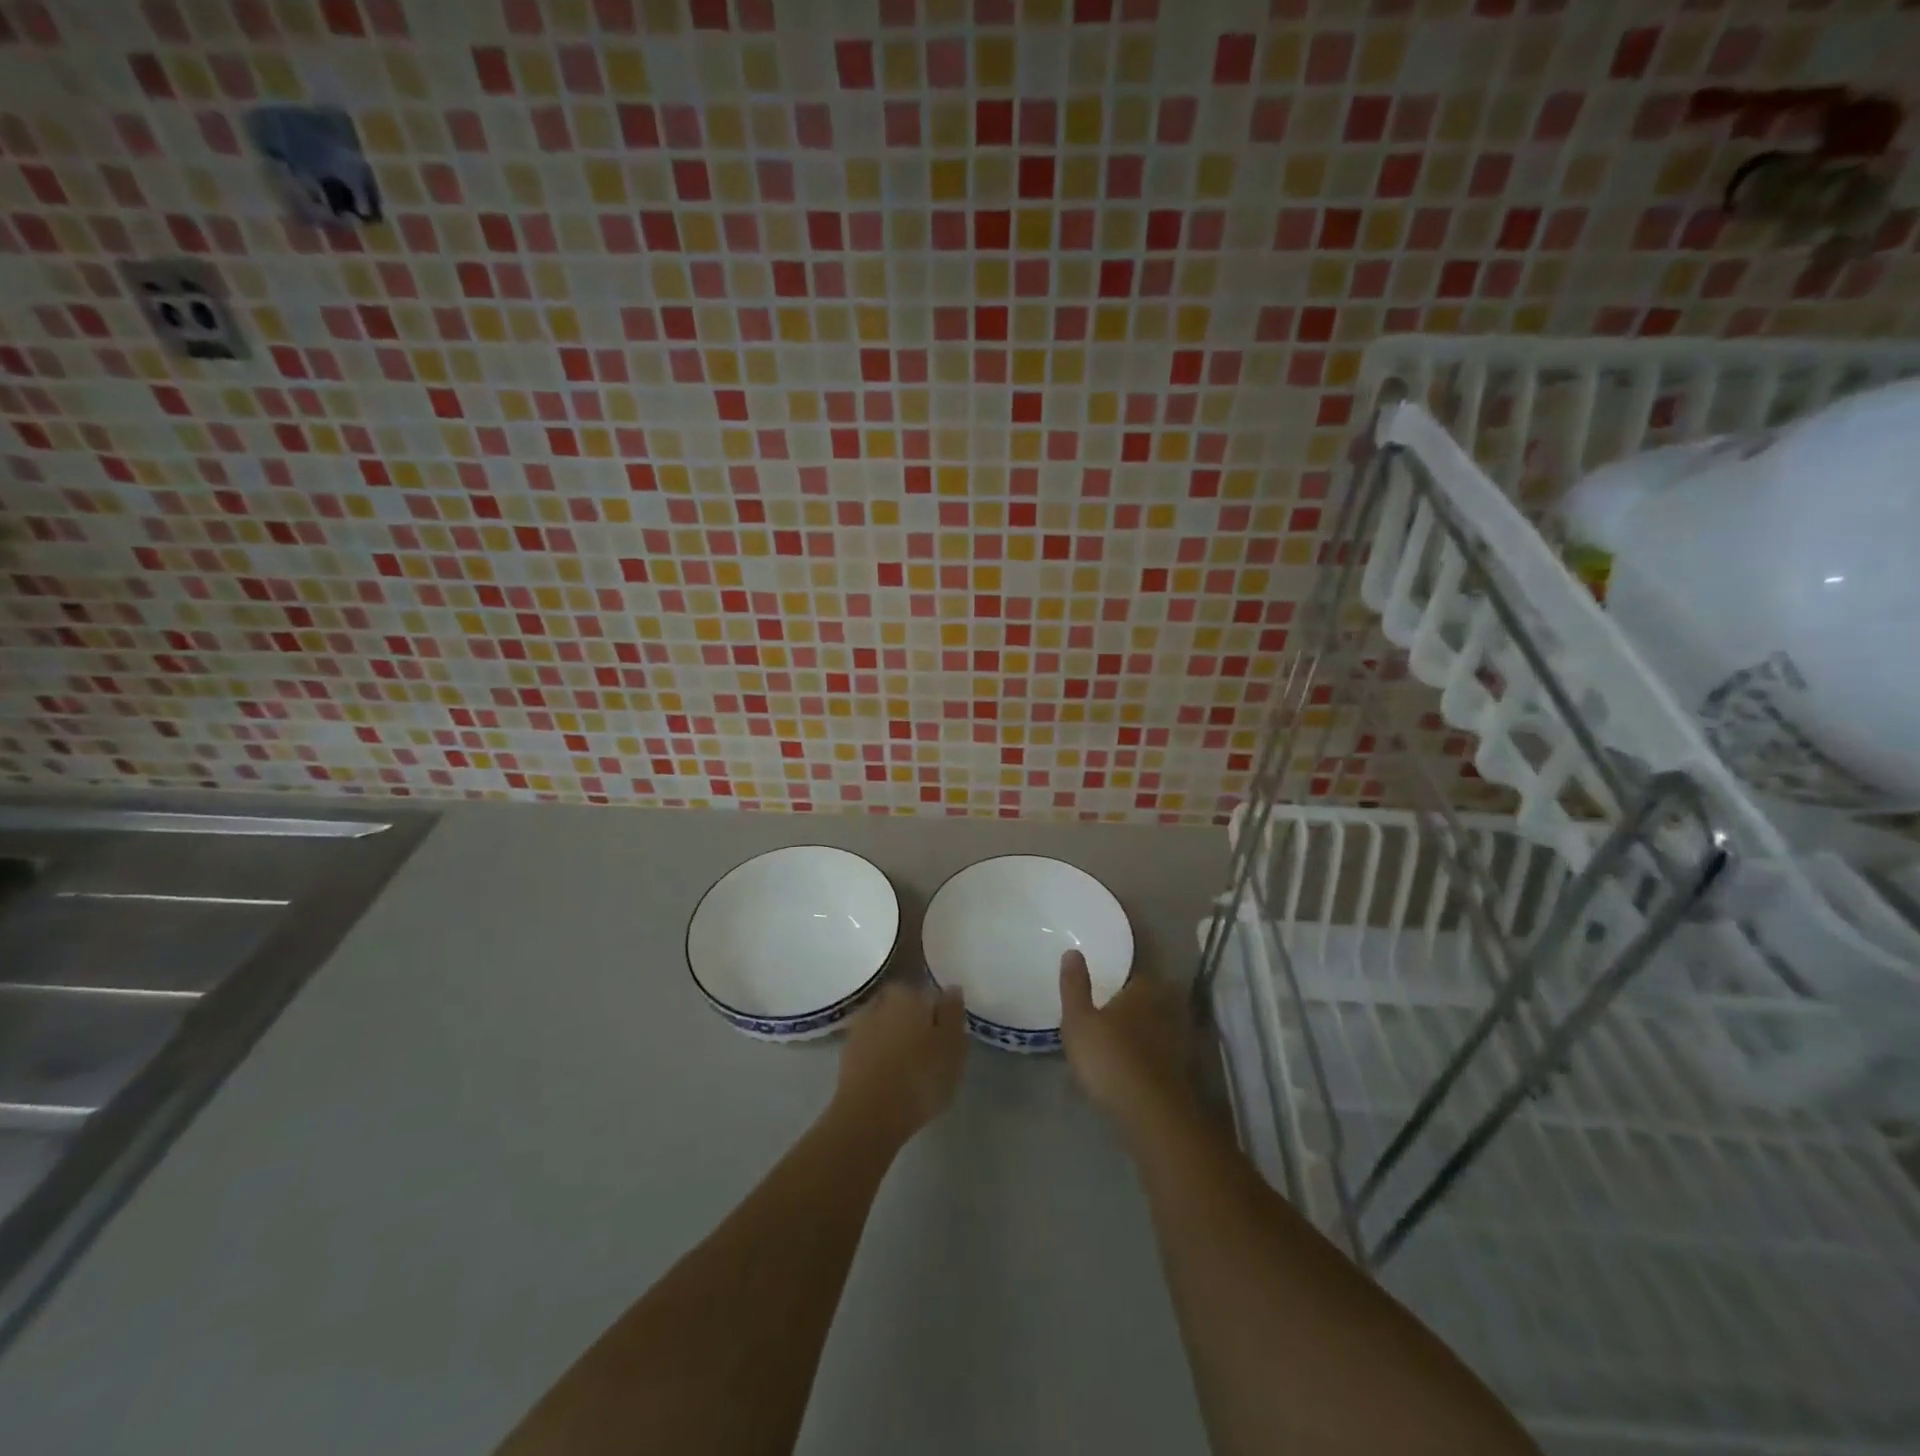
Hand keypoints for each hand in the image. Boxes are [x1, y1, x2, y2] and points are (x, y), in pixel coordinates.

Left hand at [832, 980, 966, 1145]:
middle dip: (917, 1023)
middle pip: (906, 1007)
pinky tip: (892, 1077)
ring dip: (898, 1039)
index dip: (941, 1015)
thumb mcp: (952, 1046)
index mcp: (908, 993)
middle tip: (931, 1052)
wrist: (868, 1116)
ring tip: (912, 1068)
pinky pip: (873, 1047)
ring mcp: (860, 1026)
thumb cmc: (919, 1078)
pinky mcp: (847, 1053)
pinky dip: (883, 1056)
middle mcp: (881, 1001)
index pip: (930, 994)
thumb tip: (951, 988)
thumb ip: (953, 1013)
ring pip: (888, 1026)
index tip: (948, 1036)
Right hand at [1059, 950, 1193, 1131]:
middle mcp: (1168, 1006)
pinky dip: (1152, 1053)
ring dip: (1145, 1029)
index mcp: (1145, 988)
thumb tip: (1073, 951)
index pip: (1135, 972)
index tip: (1107, 984)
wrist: (1152, 1113)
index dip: (1121, 978)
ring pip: (1160, 1024)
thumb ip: (1075, 985)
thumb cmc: (1110, 1057)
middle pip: (1151, 997)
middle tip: (1111, 1010)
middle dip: (1135, 1002)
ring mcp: (1180, 1039)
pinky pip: (1164, 1050)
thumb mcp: (1078, 1020)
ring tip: (1121, 1037)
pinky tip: (1136, 1062)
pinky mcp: (1184, 1068)